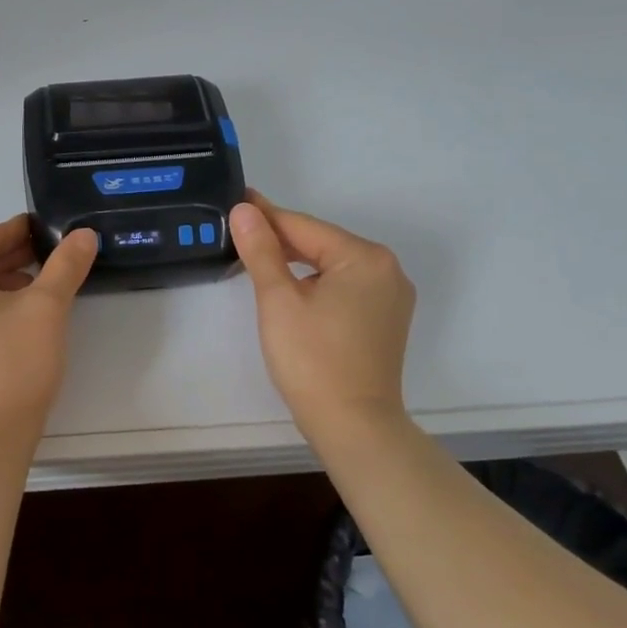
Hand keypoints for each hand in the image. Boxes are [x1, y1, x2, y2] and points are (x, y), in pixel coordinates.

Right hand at [229, 193, 416, 447]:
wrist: (354, 426)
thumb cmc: (312, 359)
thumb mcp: (278, 299)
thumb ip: (261, 250)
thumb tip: (244, 209)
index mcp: (364, 257)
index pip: (303, 226)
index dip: (265, 216)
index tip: (236, 201)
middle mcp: (386, 269)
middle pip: (321, 243)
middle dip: (280, 239)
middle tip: (238, 232)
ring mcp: (390, 296)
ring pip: (332, 265)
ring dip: (296, 261)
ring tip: (257, 257)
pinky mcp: (385, 319)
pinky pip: (345, 286)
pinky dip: (316, 282)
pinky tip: (291, 288)